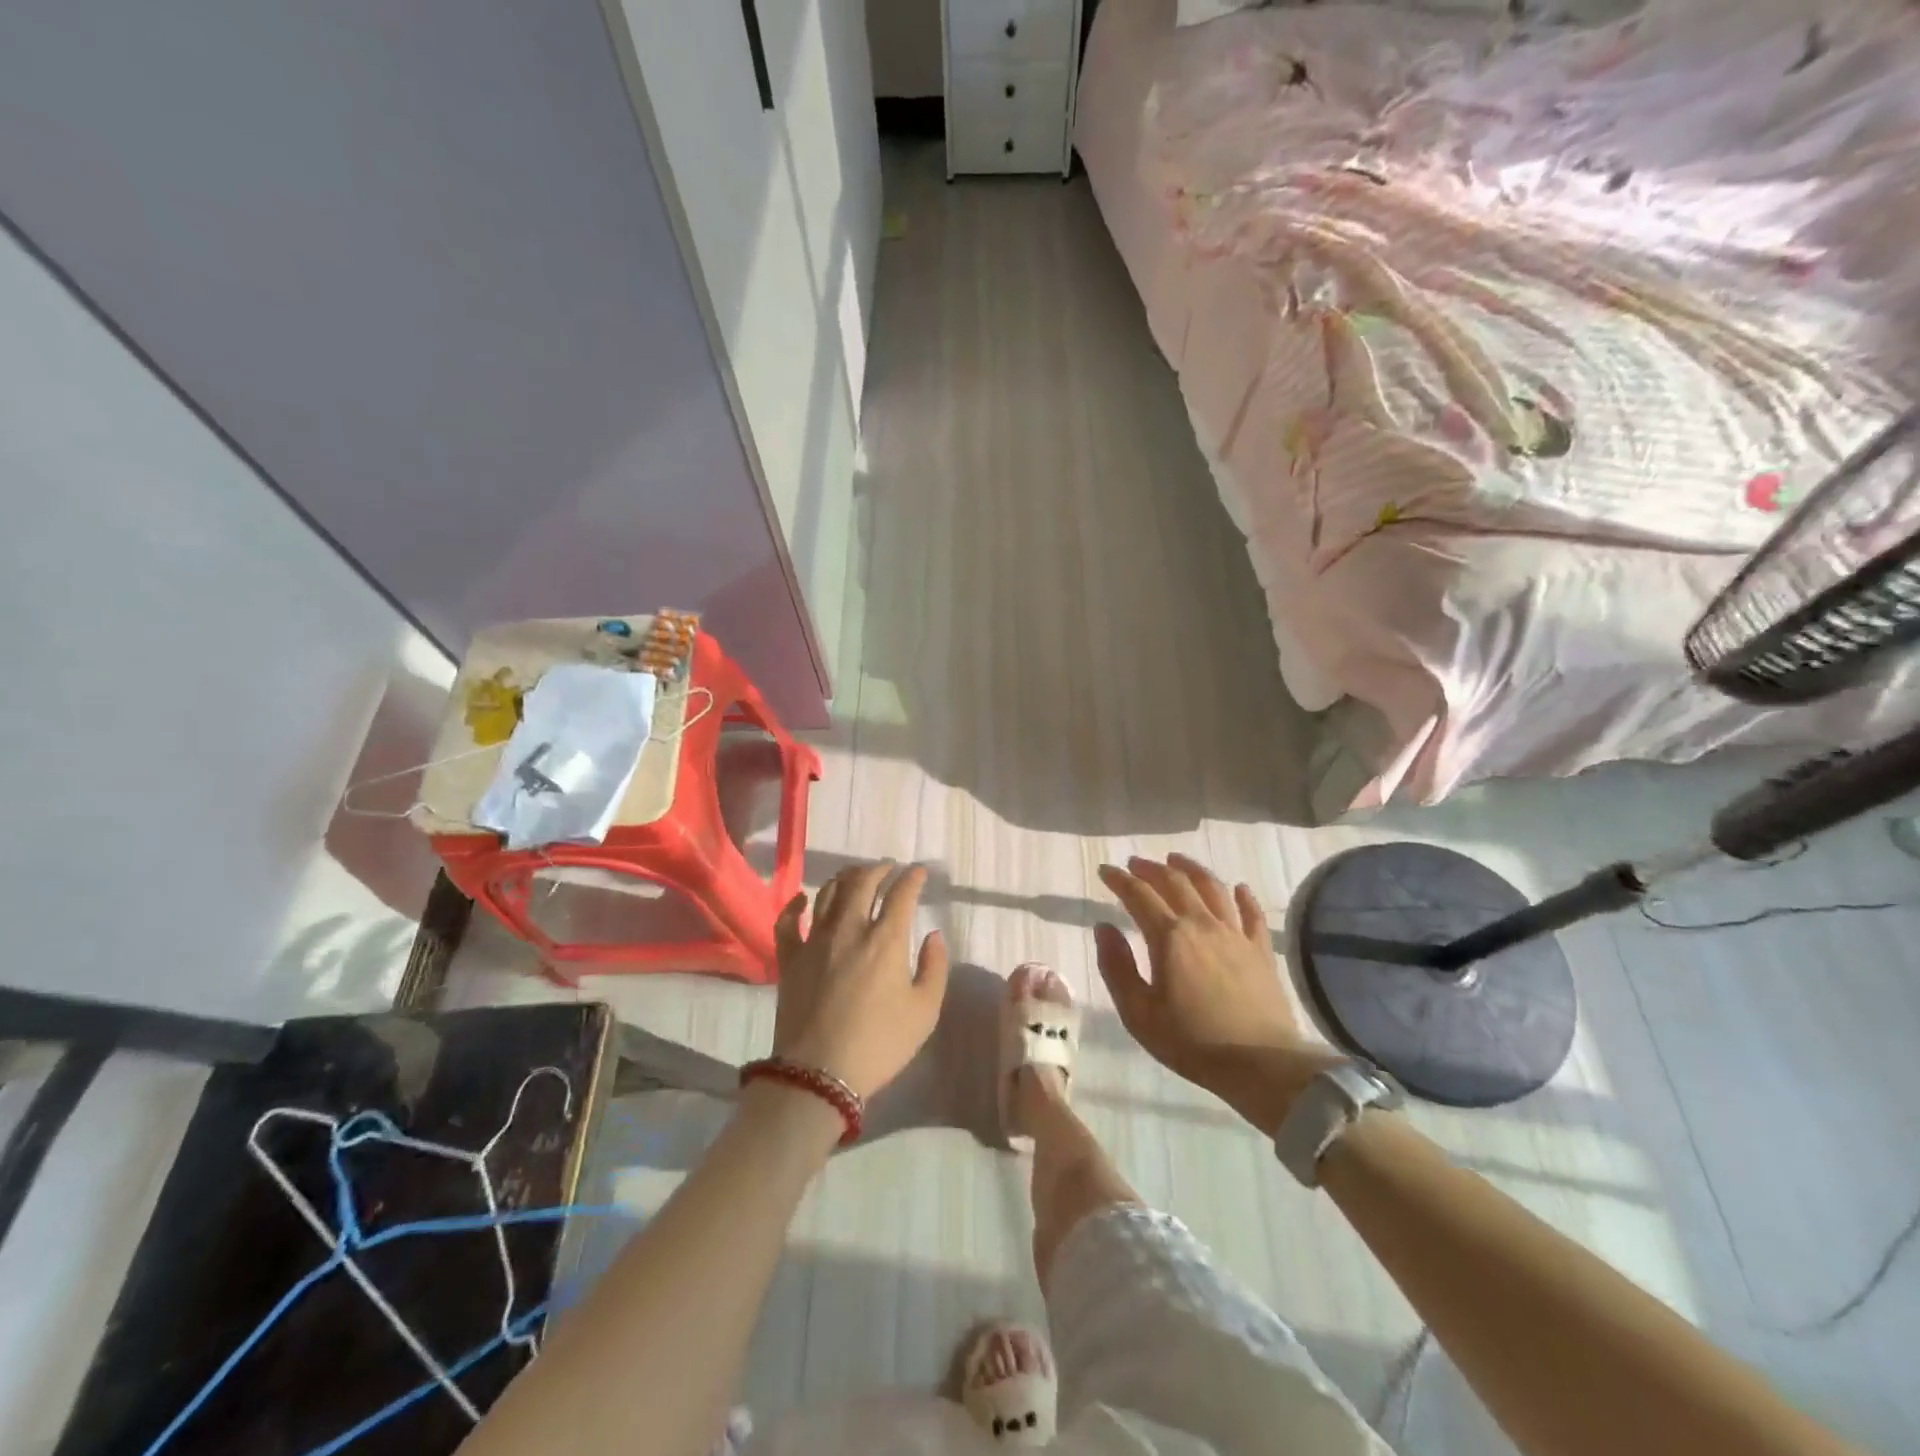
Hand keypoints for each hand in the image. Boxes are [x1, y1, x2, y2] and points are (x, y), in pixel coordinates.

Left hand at [771, 862, 949, 1100]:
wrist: (819, 1075)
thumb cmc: (880, 1043)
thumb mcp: (924, 1011)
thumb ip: (934, 967)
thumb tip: (933, 936)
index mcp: (885, 939)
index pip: (901, 894)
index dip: (912, 878)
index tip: (919, 872)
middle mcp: (849, 928)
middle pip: (862, 882)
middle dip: (879, 869)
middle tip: (888, 868)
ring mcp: (814, 940)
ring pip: (828, 893)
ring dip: (845, 878)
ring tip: (855, 876)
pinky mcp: (789, 958)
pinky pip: (787, 921)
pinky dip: (795, 905)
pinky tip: (803, 899)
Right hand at [1096, 855, 1329, 1126]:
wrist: (1261, 1065)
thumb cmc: (1191, 1042)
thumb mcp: (1138, 1013)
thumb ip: (1116, 966)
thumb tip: (1103, 927)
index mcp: (1169, 937)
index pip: (1139, 895)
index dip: (1119, 879)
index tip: (1105, 871)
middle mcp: (1202, 924)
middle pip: (1175, 882)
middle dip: (1151, 868)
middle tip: (1136, 863)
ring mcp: (1236, 934)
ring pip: (1213, 887)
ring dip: (1191, 868)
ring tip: (1177, 859)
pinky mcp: (1262, 950)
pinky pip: (1252, 913)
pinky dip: (1243, 896)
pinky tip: (1238, 887)